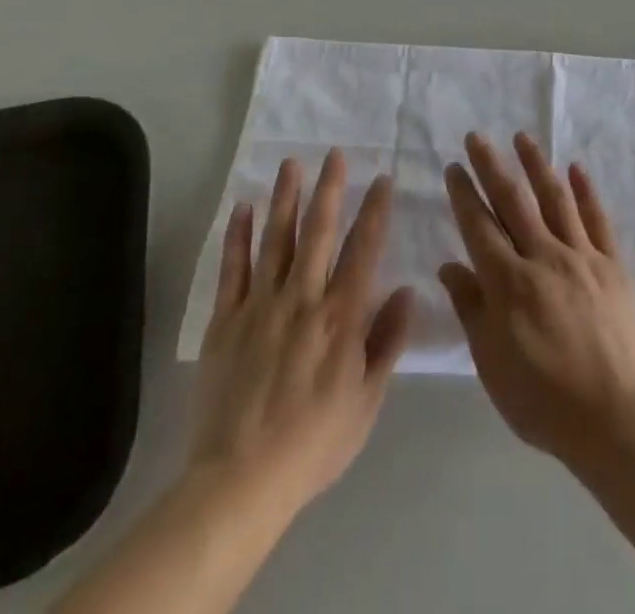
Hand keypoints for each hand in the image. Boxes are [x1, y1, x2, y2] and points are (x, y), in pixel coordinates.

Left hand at [190, 149, 413, 513]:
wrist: (240, 481)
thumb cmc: (314, 442)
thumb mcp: (367, 401)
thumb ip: (388, 342)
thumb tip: (408, 291)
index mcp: (341, 316)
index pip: (364, 249)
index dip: (375, 210)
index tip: (382, 178)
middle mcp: (303, 298)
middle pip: (319, 232)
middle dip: (329, 189)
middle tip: (334, 153)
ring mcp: (260, 306)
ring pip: (276, 239)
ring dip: (286, 198)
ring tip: (292, 163)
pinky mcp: (226, 321)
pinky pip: (233, 269)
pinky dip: (239, 236)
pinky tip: (244, 207)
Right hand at [439, 132, 634, 466]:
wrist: (612, 416)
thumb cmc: (540, 397)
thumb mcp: (491, 361)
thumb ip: (471, 308)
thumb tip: (449, 265)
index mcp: (508, 282)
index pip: (479, 226)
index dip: (464, 194)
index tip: (454, 166)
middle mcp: (543, 257)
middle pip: (513, 202)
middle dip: (492, 166)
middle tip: (478, 137)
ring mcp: (581, 257)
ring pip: (555, 199)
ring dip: (537, 165)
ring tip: (523, 137)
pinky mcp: (612, 265)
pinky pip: (597, 219)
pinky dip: (585, 191)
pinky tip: (575, 168)